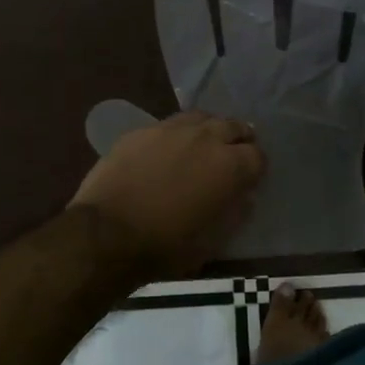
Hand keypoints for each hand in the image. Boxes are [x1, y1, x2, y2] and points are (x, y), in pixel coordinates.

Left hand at [71, 112, 266, 279]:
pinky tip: (168, 151)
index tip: (250, 180)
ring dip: (209, 130)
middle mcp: (205, 137)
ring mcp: (171, 129)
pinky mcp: (142, 130)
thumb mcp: (211, 242)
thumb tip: (244, 196)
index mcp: (229, 166)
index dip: (257, 169)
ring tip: (203, 147)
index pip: (258, 156)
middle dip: (238, 141)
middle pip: (234, 126)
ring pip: (202, 117)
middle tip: (232, 156)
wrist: (106, 233)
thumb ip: (234, 213)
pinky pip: (170, 125)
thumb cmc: (165, 246)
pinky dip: (178, 135)